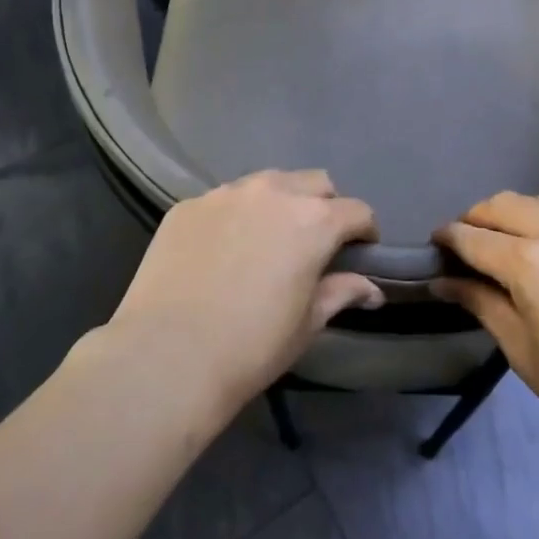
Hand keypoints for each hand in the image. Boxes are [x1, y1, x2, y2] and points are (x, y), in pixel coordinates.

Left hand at [107, 170, 382, 410]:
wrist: (167, 356)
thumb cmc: (251, 346)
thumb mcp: (307, 324)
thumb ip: (341, 293)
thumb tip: (372, 290)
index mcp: (313, 221)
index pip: (357, 211)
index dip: (365, 232)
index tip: (360, 252)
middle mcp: (273, 193)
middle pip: (315, 183)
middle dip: (324, 206)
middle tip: (314, 243)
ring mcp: (225, 194)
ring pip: (267, 183)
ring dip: (279, 203)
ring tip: (266, 239)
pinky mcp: (187, 205)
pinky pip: (223, 200)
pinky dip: (235, 216)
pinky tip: (221, 250)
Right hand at [433, 193, 538, 471]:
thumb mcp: (527, 356)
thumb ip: (483, 306)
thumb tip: (444, 282)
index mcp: (530, 263)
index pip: (473, 236)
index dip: (448, 238)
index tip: (436, 246)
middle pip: (505, 204)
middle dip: (478, 219)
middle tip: (470, 245)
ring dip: (519, 214)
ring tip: (516, 244)